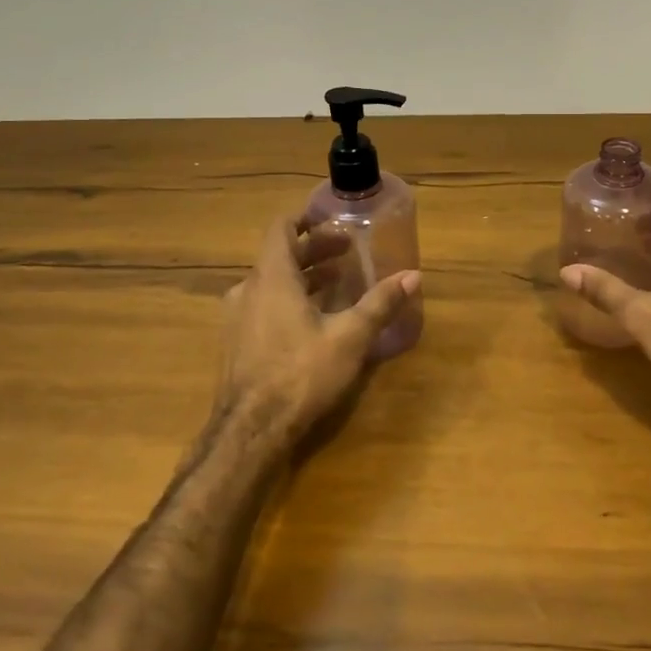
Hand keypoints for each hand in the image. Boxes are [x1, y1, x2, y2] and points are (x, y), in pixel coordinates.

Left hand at [216, 216, 417, 444]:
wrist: (250, 431)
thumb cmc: (300, 373)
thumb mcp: (350, 337)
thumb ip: (380, 303)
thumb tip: (413, 276)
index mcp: (272, 277)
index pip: (281, 228)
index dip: (305, 219)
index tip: (333, 219)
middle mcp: (248, 290)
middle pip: (280, 256)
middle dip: (315, 250)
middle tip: (348, 252)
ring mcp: (238, 318)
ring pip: (272, 283)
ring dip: (304, 277)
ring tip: (338, 283)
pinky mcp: (237, 343)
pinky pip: (264, 305)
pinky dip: (290, 299)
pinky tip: (315, 320)